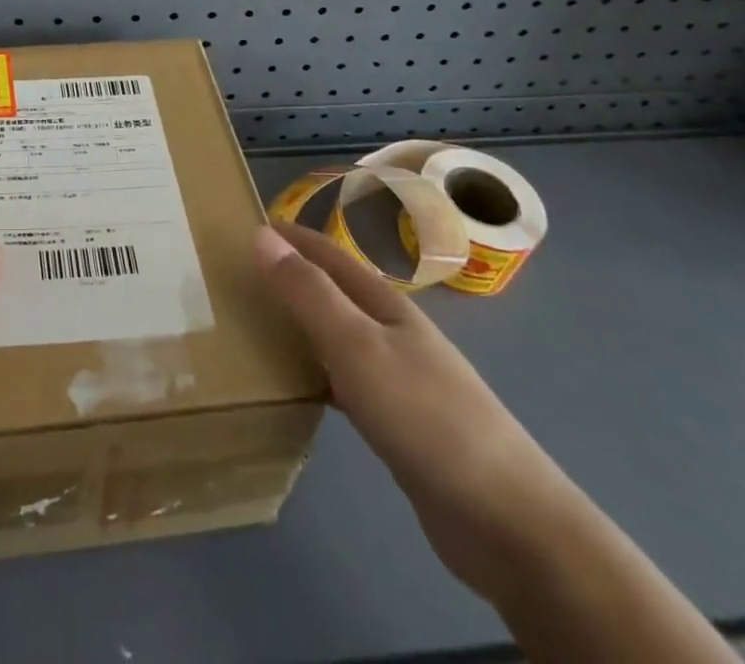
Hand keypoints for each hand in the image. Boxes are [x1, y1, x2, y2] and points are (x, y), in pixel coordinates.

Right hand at [252, 221, 569, 596]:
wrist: (506, 520)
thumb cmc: (425, 416)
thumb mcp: (356, 345)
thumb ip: (308, 292)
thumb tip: (261, 234)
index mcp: (385, 304)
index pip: (329, 254)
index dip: (291, 237)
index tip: (246, 224)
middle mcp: (393, 332)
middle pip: (334, 291)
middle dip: (291, 276)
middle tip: (238, 275)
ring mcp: (401, 378)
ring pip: (338, 334)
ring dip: (301, 323)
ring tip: (255, 322)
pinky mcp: (400, 423)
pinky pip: (345, 379)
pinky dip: (317, 371)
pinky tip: (298, 387)